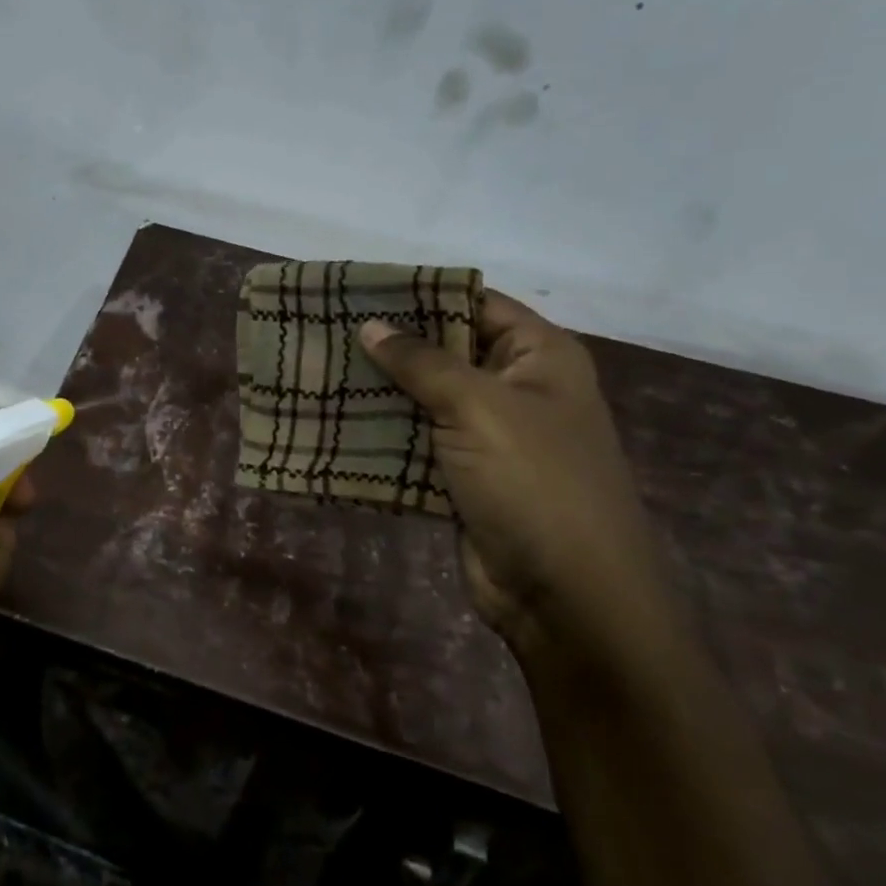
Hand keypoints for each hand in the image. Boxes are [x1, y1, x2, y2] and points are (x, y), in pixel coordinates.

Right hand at [360, 293, 675, 662]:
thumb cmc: (534, 482)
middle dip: (389, 344)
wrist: (566, 595)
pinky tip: (332, 419)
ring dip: (378, 390)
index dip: (421, 294)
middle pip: (444, 351)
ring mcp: (488, 436)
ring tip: (318, 370)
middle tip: (325, 330)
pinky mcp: (462, 475)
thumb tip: (372, 324)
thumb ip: (422, 362)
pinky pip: (415, 441)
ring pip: (423, 398)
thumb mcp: (479, 408)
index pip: (475, 304)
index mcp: (538, 357)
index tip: (359, 290)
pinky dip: (380, 433)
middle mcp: (515, 389)